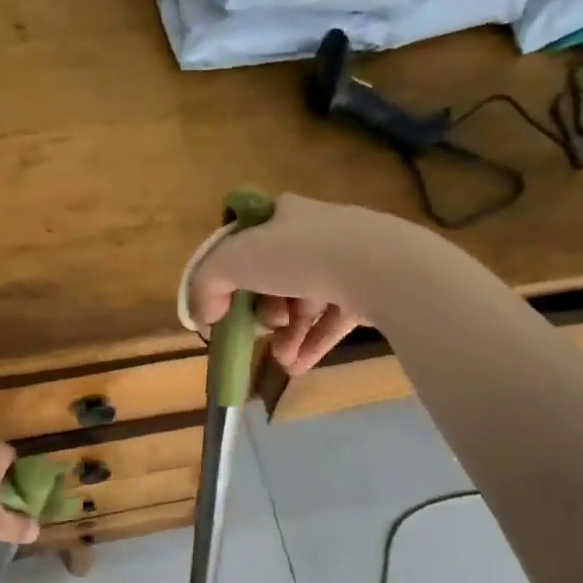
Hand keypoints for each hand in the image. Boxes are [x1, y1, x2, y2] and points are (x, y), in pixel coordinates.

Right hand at [190, 194, 384, 374]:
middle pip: (275, 276)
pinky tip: (298, 367)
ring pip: (305, 301)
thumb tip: (204, 314)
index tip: (226, 302)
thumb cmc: (298, 254)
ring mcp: (347, 260)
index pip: (248, 240)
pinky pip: (333, 319)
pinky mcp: (370, 289)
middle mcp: (316, 232)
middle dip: (262, 312)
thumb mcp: (233, 261)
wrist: (378, 267)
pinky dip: (312, 343)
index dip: (232, 273)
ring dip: (286, 334)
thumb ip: (207, 284)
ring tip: (282, 360)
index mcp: (283, 215)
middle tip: (261, 328)